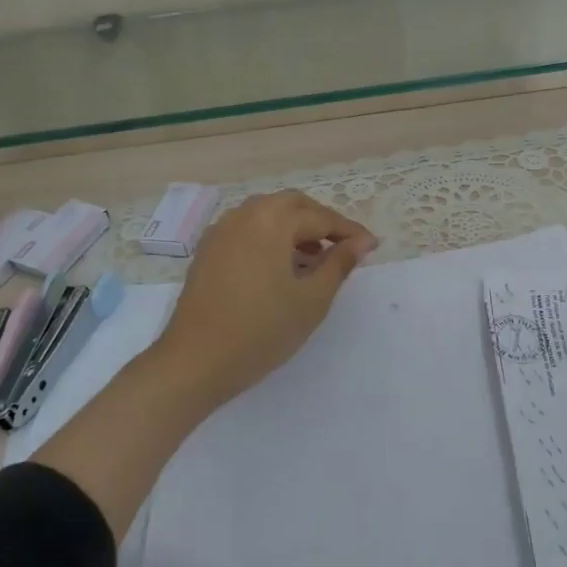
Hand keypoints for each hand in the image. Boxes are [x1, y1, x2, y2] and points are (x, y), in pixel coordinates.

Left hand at [150, 190, 377, 411]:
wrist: (195, 361)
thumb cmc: (261, 331)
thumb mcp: (311, 300)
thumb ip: (339, 264)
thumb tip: (362, 241)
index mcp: (272, 221)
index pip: (321, 218)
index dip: (349, 232)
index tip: (371, 246)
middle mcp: (245, 215)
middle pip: (293, 205)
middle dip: (321, 221)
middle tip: (343, 248)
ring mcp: (222, 230)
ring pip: (267, 214)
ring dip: (294, 227)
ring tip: (314, 258)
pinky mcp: (208, 249)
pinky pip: (248, 229)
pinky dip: (270, 236)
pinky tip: (280, 266)